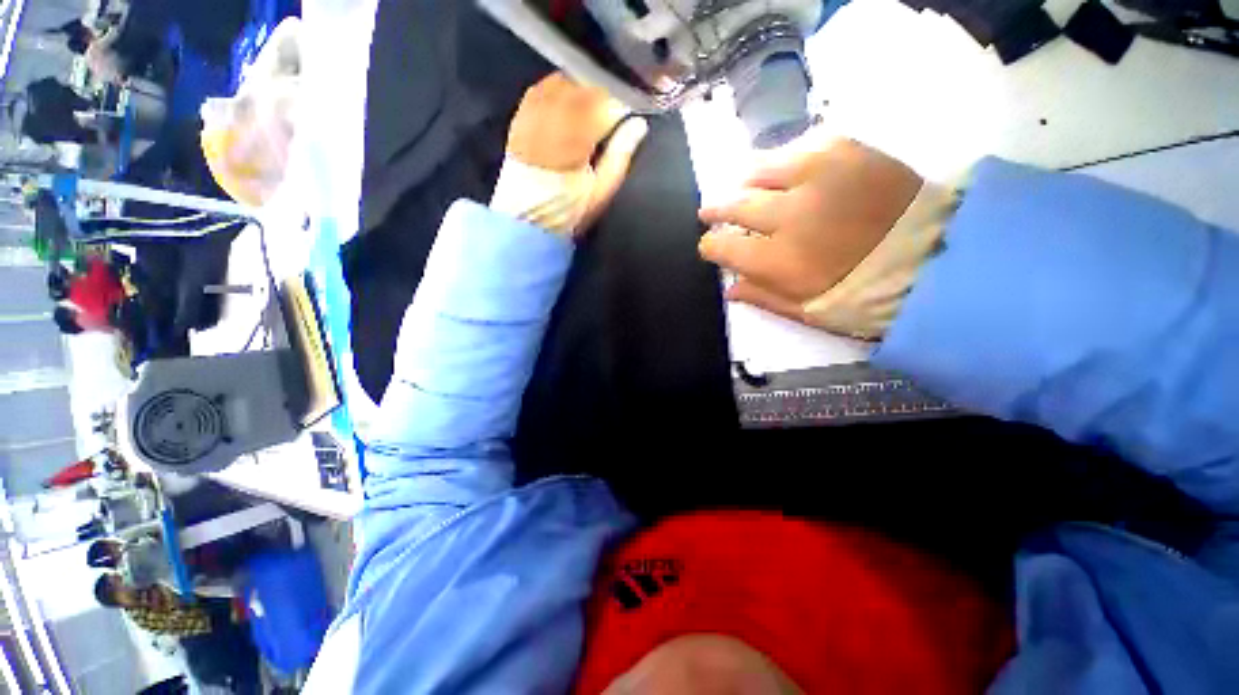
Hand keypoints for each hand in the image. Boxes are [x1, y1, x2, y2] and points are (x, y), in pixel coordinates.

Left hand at [500, 73, 648, 233]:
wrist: (526, 221)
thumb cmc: (568, 212)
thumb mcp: (600, 192)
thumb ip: (619, 156)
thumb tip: (638, 125)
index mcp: (572, 141)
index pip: (603, 104)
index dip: (622, 103)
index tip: (633, 110)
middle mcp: (549, 120)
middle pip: (582, 87)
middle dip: (604, 93)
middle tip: (616, 106)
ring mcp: (531, 116)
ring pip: (562, 82)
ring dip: (583, 87)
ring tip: (596, 102)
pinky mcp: (520, 118)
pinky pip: (541, 88)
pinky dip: (560, 88)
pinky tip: (570, 97)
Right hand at [698, 139, 921, 321]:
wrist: (936, 259)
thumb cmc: (865, 295)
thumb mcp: (808, 311)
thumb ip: (763, 297)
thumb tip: (728, 289)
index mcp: (779, 260)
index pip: (722, 246)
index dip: (710, 246)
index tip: (711, 247)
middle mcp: (791, 214)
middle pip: (735, 204)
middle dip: (716, 210)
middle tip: (710, 212)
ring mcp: (820, 176)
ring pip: (761, 168)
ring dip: (747, 182)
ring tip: (746, 189)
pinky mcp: (848, 151)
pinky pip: (801, 146)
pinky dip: (787, 161)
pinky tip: (789, 174)